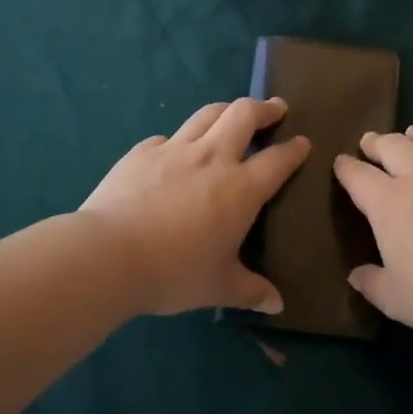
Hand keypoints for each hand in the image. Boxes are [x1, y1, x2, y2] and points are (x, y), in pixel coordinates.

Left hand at [81, 97, 310, 316]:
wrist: (108, 254)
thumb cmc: (174, 272)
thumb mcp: (218, 287)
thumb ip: (250, 291)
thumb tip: (277, 305)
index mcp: (241, 189)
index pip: (278, 160)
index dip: (295, 149)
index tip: (303, 143)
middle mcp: (212, 158)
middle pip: (244, 115)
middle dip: (264, 108)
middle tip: (275, 109)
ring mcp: (174, 149)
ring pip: (207, 114)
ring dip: (226, 109)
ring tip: (232, 114)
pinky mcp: (142, 152)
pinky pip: (168, 136)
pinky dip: (181, 138)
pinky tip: (176, 150)